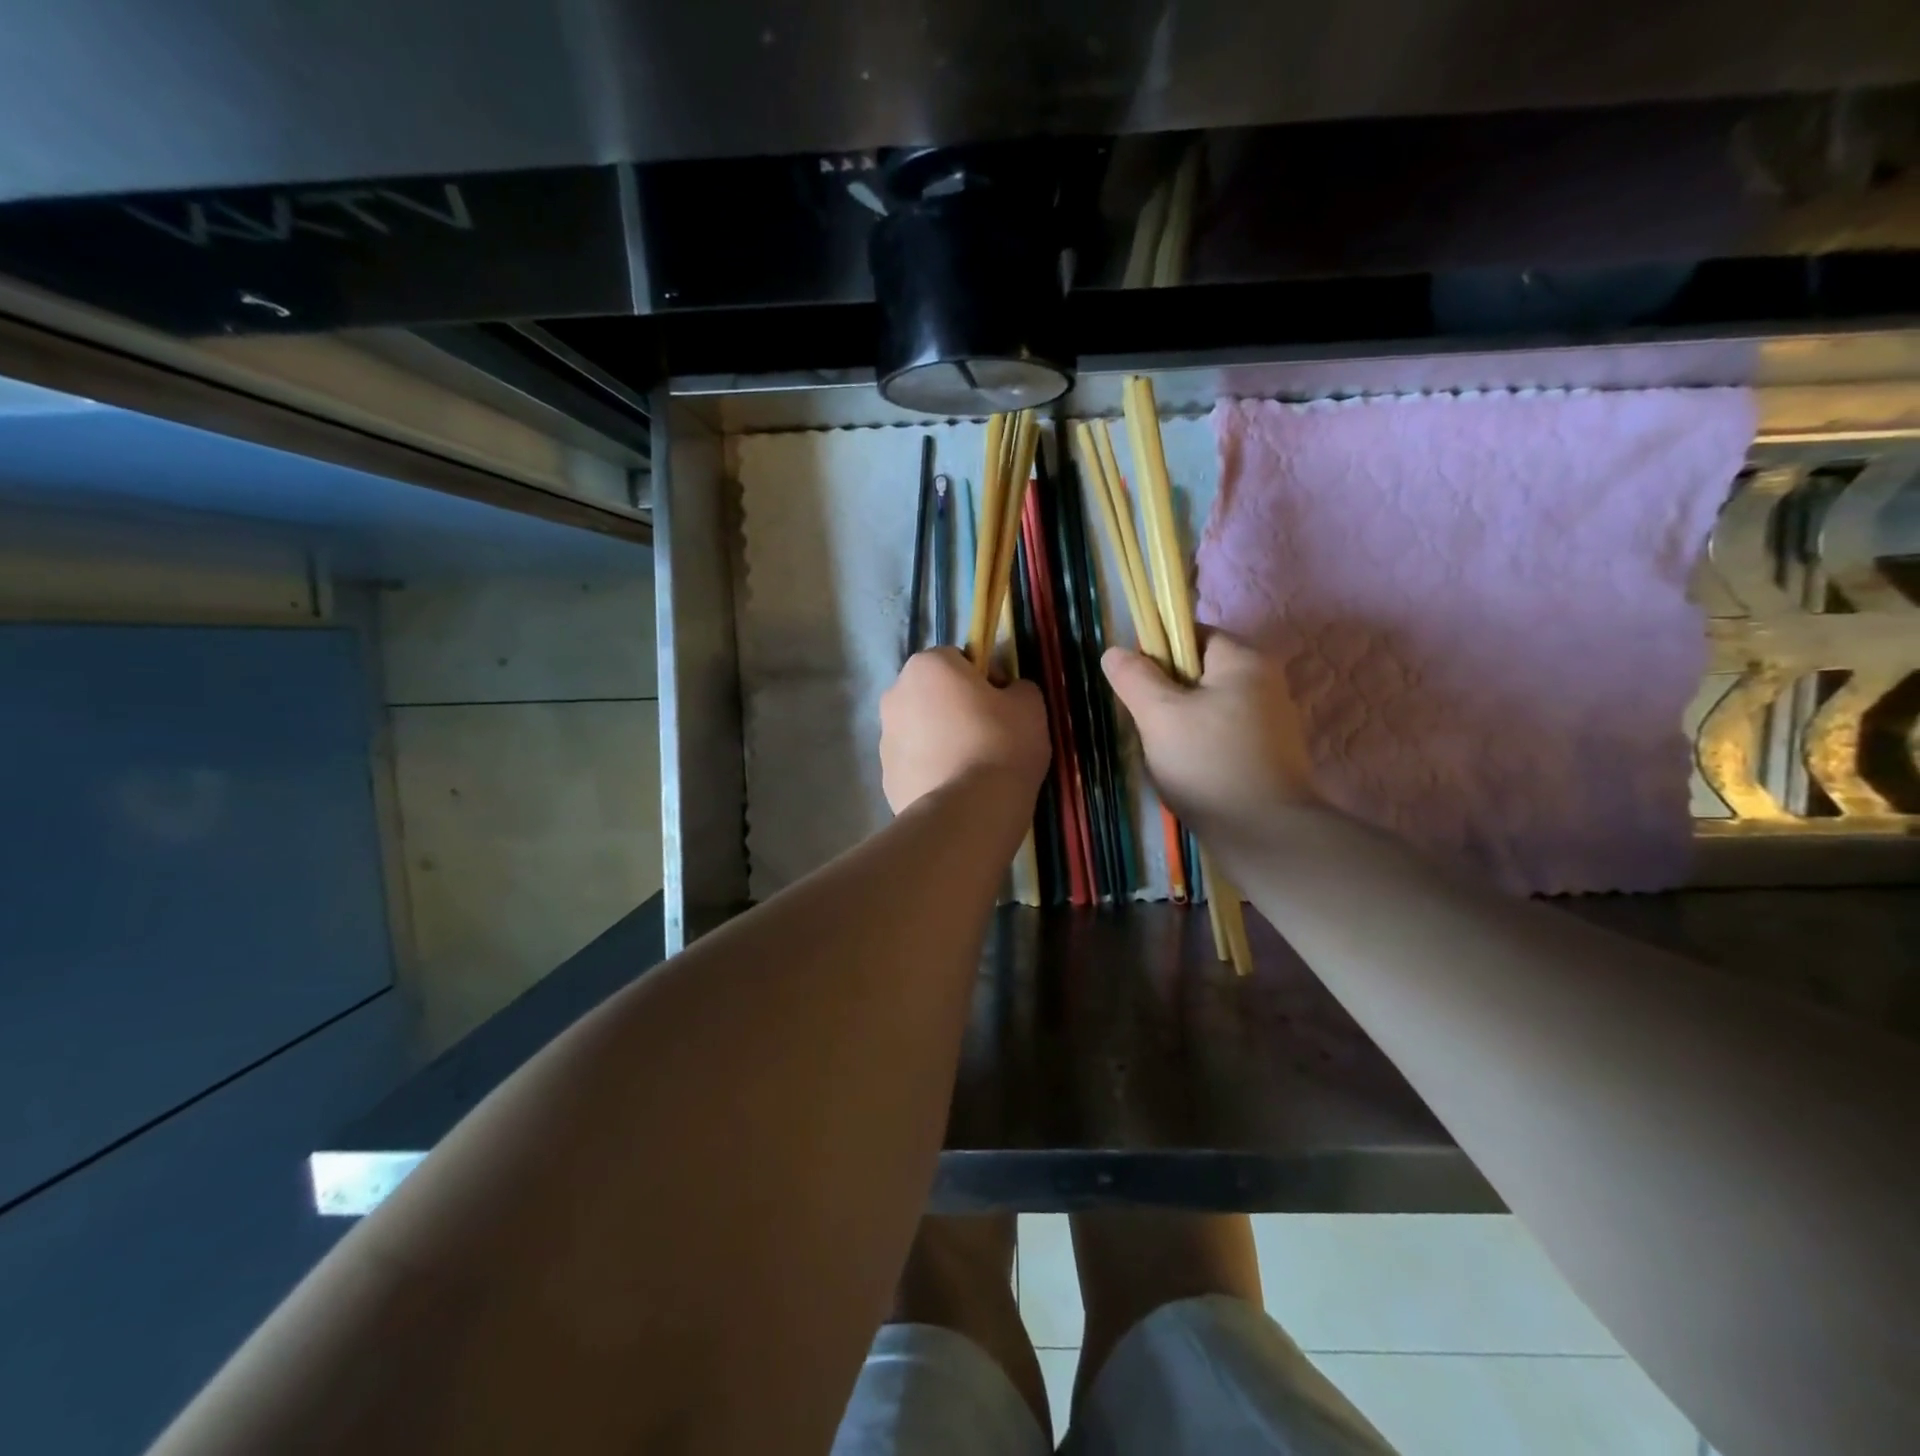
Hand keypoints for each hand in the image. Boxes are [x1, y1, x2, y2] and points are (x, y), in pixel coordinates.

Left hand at [880, 648, 1049, 812]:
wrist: (967, 812)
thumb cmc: (1000, 745)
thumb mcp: (1030, 705)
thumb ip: (1018, 687)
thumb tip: (1008, 692)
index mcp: (927, 666)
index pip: (958, 658)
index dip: (983, 678)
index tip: (1002, 705)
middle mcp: (896, 694)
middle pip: (933, 693)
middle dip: (956, 707)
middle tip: (990, 736)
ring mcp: (885, 738)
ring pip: (921, 729)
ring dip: (942, 739)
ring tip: (973, 768)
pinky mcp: (886, 776)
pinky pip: (915, 763)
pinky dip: (932, 770)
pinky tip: (957, 788)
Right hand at [1102, 632, 1315, 837]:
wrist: (1265, 835)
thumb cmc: (1208, 763)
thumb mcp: (1160, 715)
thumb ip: (1134, 678)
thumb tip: (1115, 652)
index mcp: (1244, 660)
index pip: (1193, 633)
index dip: (1157, 651)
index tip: (1135, 685)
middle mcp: (1266, 682)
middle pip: (1200, 671)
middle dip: (1166, 693)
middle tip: (1144, 722)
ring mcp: (1272, 721)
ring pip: (1209, 706)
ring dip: (1180, 723)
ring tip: (1161, 751)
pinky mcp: (1271, 754)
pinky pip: (1224, 734)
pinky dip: (1201, 745)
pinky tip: (1186, 770)